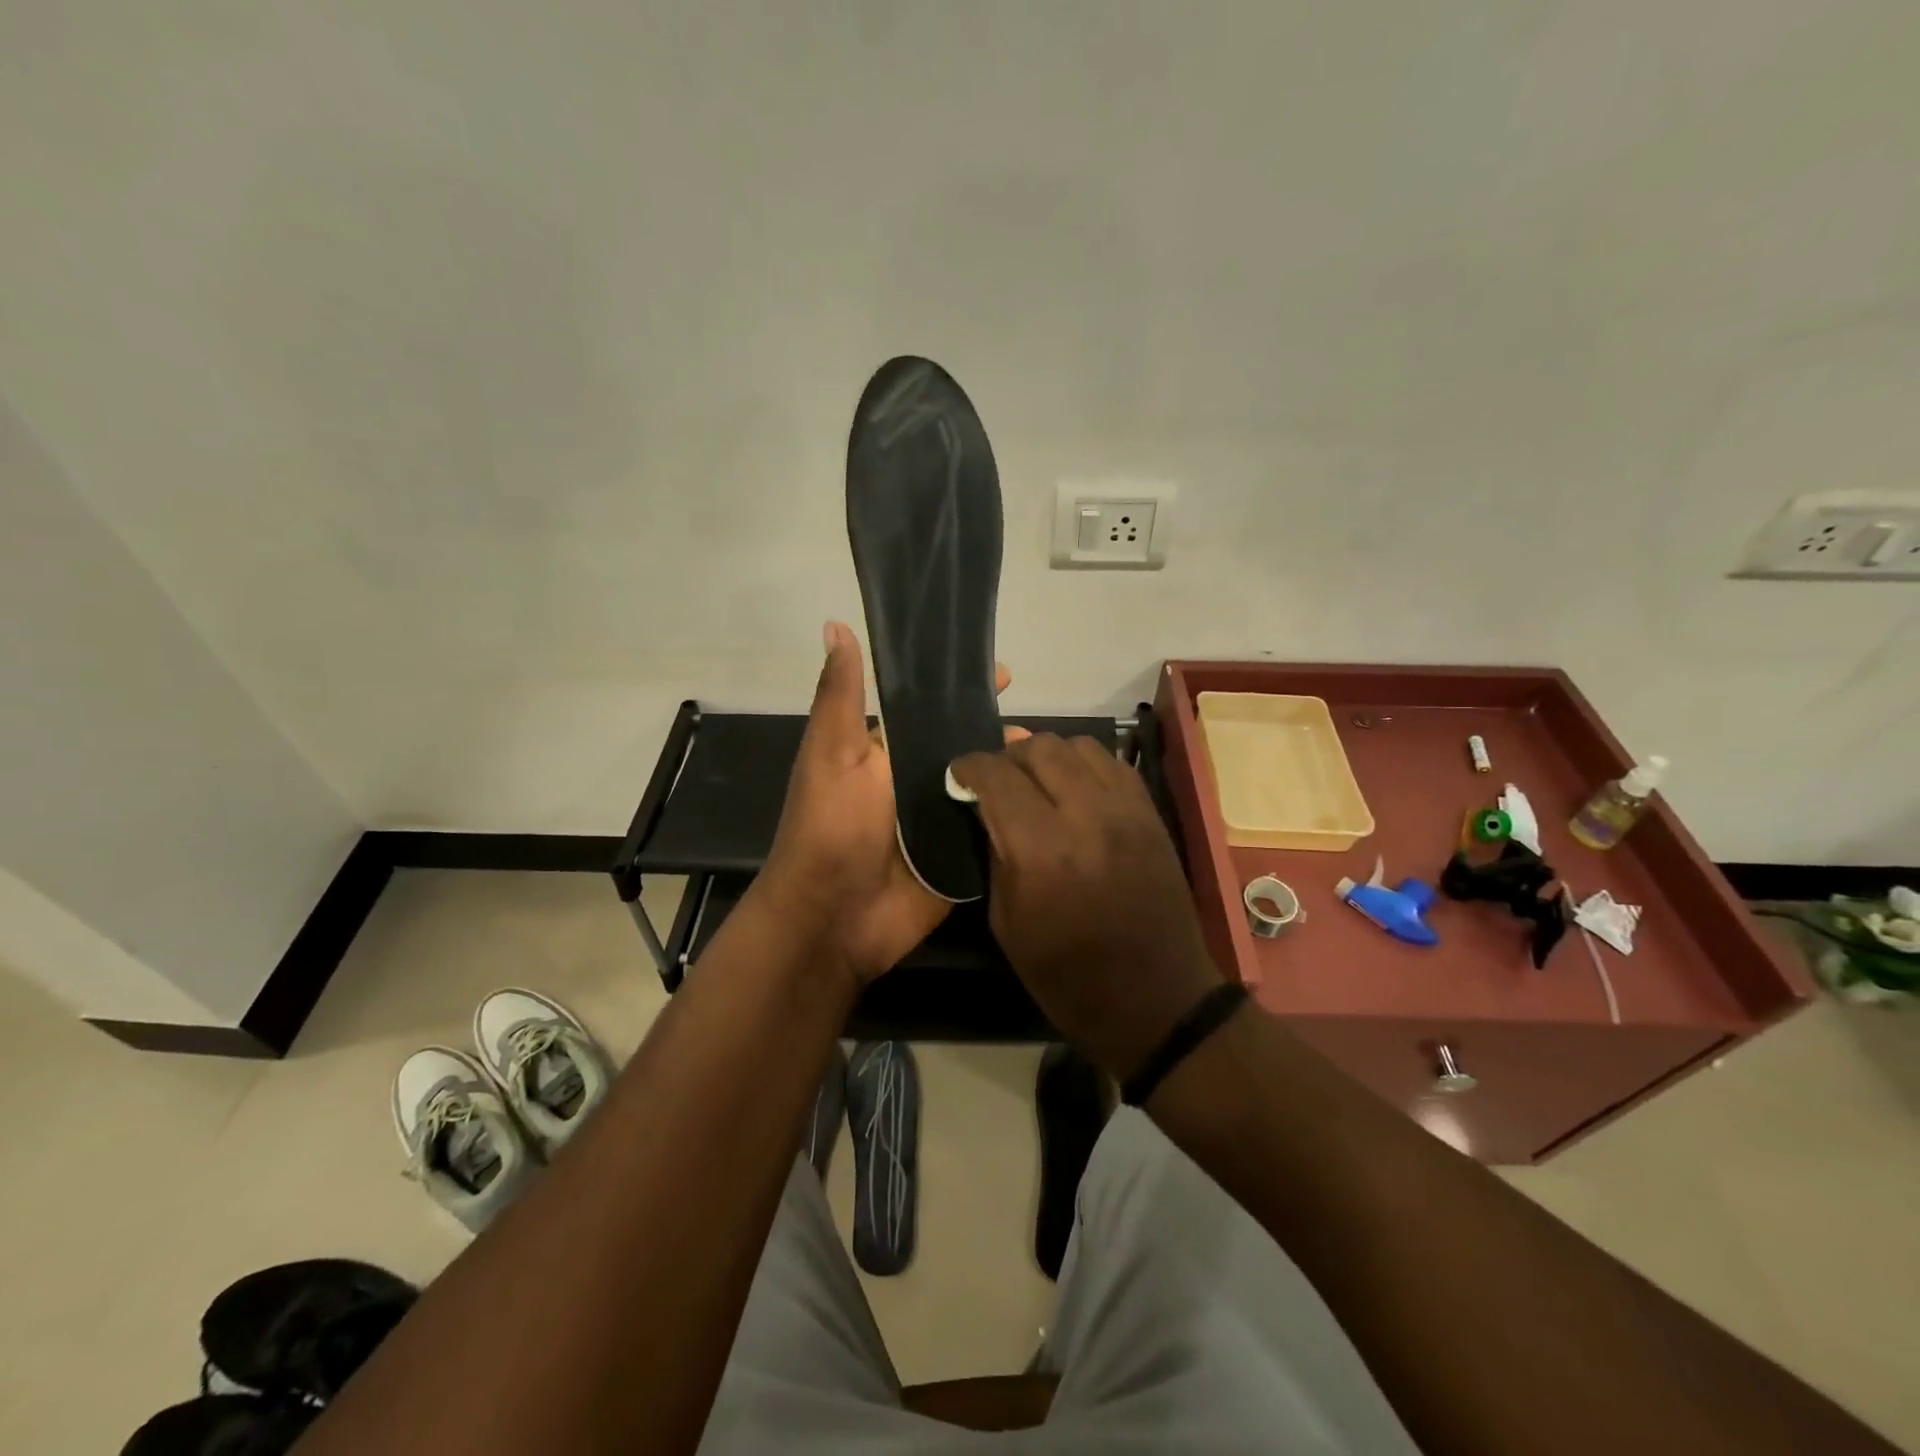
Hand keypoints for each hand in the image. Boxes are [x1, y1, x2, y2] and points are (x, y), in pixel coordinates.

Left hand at [761, 621, 1022, 989]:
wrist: (834, 917)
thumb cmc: (830, 827)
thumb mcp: (832, 752)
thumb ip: (842, 695)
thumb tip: (835, 624)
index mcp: (889, 752)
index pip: (934, 709)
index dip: (965, 690)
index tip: (1006, 673)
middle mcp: (918, 782)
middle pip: (968, 747)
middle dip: (1003, 734)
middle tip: (1047, 732)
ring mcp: (943, 822)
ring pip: (988, 788)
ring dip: (1017, 774)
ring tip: (1057, 763)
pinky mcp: (962, 858)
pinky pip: (995, 831)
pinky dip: (1019, 817)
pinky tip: (1055, 803)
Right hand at [950, 735, 1225, 1078]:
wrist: (1156, 999)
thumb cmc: (1068, 976)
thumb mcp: (1007, 923)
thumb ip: (995, 854)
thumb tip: (987, 809)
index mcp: (1042, 850)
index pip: (998, 776)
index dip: (969, 766)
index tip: (958, 774)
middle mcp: (1086, 815)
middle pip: (1039, 748)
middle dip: (1006, 756)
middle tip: (995, 779)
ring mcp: (1126, 810)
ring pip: (1078, 745)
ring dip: (1047, 755)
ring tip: (1035, 779)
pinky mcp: (1151, 814)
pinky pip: (1113, 763)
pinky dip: (1084, 764)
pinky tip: (1074, 788)